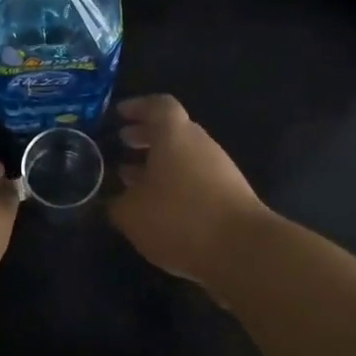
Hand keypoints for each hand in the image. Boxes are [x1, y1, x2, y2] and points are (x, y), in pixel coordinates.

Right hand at [111, 94, 268, 286]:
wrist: (243, 250)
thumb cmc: (180, 218)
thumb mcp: (132, 214)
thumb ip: (117, 203)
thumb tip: (112, 201)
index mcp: (174, 134)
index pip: (159, 105)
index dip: (138, 107)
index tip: (119, 114)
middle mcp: (199, 143)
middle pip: (173, 129)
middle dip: (146, 135)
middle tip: (123, 143)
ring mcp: (220, 168)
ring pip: (184, 155)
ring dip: (160, 163)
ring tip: (135, 180)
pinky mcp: (231, 194)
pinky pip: (197, 178)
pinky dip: (176, 183)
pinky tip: (161, 207)